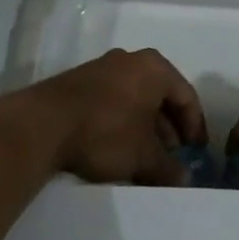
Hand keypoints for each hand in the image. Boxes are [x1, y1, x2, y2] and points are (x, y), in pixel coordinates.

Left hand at [26, 48, 207, 185]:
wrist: (42, 124)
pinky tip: (117, 146)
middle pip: (161, 95)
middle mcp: (131, 60)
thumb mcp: (142, 156)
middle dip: (168, 128)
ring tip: (144, 156)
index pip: (186, 96)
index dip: (195, 127)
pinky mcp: (80, 81)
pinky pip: (114, 99)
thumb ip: (168, 168)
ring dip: (145, 126)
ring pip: (136, 98)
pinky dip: (122, 121)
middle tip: (171, 156)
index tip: (195, 152)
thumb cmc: (105, 132)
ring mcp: (103, 67)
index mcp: (155, 67)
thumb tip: (186, 179)